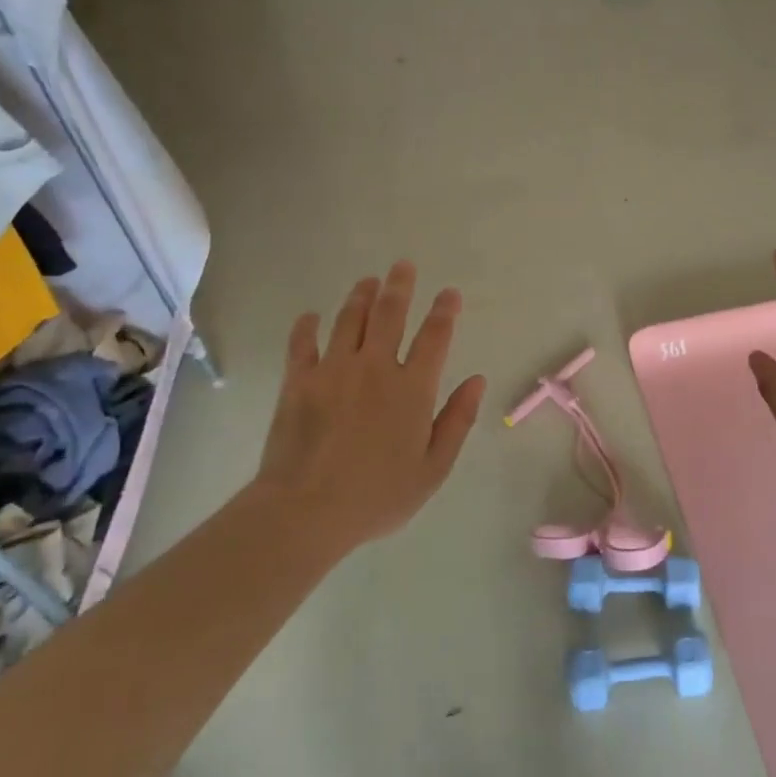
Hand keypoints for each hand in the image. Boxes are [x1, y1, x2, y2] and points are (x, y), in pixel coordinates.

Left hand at [252, 262, 486, 546]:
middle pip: (389, 314)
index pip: (434, 336)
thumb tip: (476, 380)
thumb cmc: (378, 495)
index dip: (444, 311)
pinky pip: (303, 343)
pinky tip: (311, 316)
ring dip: (360, 296)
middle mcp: (375, 367)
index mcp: (412, 388)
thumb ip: (457, 420)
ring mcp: (333, 370)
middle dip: (399, 286)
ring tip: (367, 281)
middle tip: (403, 265)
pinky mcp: (299, 381)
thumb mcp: (433, 468)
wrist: (306, 510)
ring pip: (348, 319)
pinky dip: (307, 326)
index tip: (449, 293)